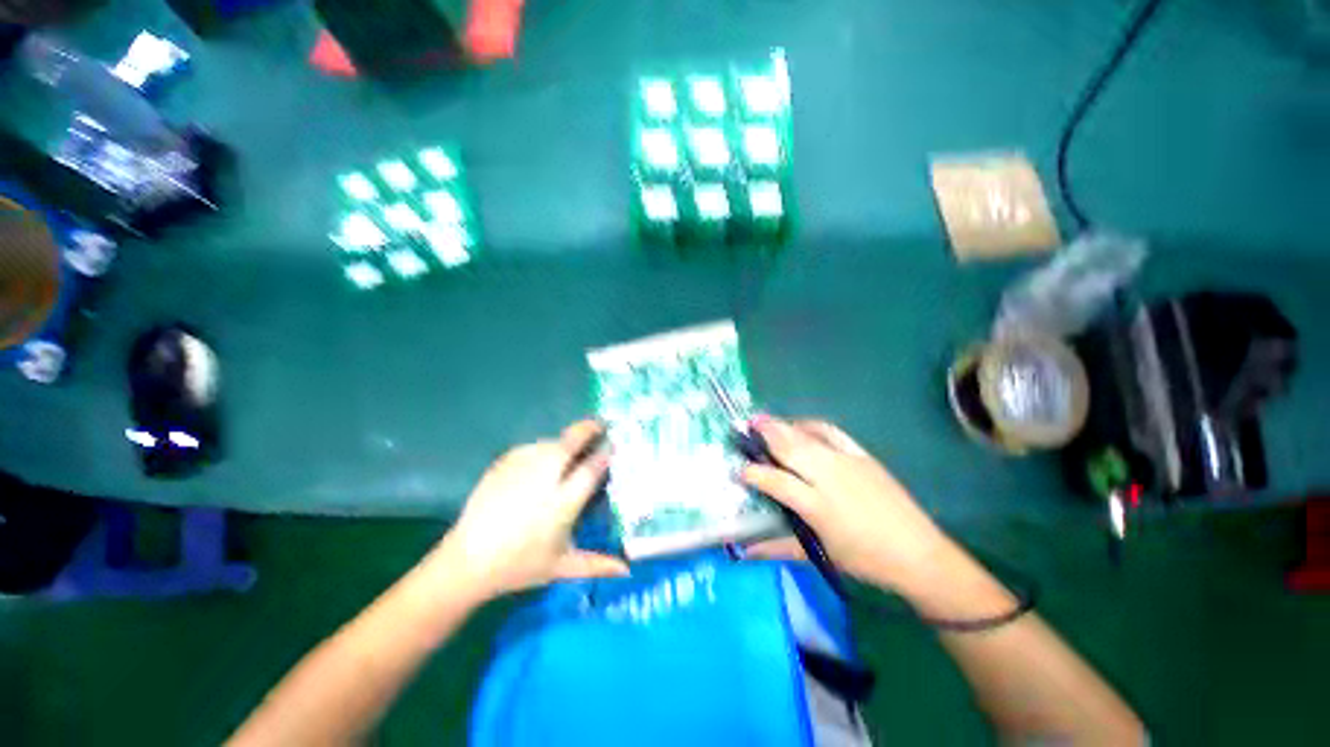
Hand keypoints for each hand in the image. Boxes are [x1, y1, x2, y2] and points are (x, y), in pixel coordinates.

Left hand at [433, 420, 627, 599]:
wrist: (467, 562)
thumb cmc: (519, 566)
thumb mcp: (561, 566)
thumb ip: (597, 564)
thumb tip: (627, 569)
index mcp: (562, 502)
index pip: (592, 468)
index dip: (605, 453)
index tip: (613, 446)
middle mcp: (545, 478)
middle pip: (572, 441)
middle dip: (589, 429)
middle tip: (600, 425)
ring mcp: (521, 468)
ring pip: (552, 441)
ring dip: (566, 441)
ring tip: (572, 448)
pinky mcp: (503, 464)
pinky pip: (531, 447)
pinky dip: (543, 449)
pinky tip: (544, 459)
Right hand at [740, 418, 953, 591]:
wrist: (917, 552)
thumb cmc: (865, 560)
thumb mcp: (819, 555)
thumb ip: (777, 547)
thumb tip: (743, 551)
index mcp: (817, 505)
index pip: (776, 481)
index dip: (753, 473)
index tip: (739, 470)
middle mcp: (828, 477)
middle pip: (789, 447)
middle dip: (764, 434)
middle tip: (744, 426)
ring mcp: (846, 461)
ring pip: (806, 436)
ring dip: (782, 425)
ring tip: (763, 420)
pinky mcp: (862, 455)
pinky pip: (831, 432)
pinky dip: (810, 425)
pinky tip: (800, 425)